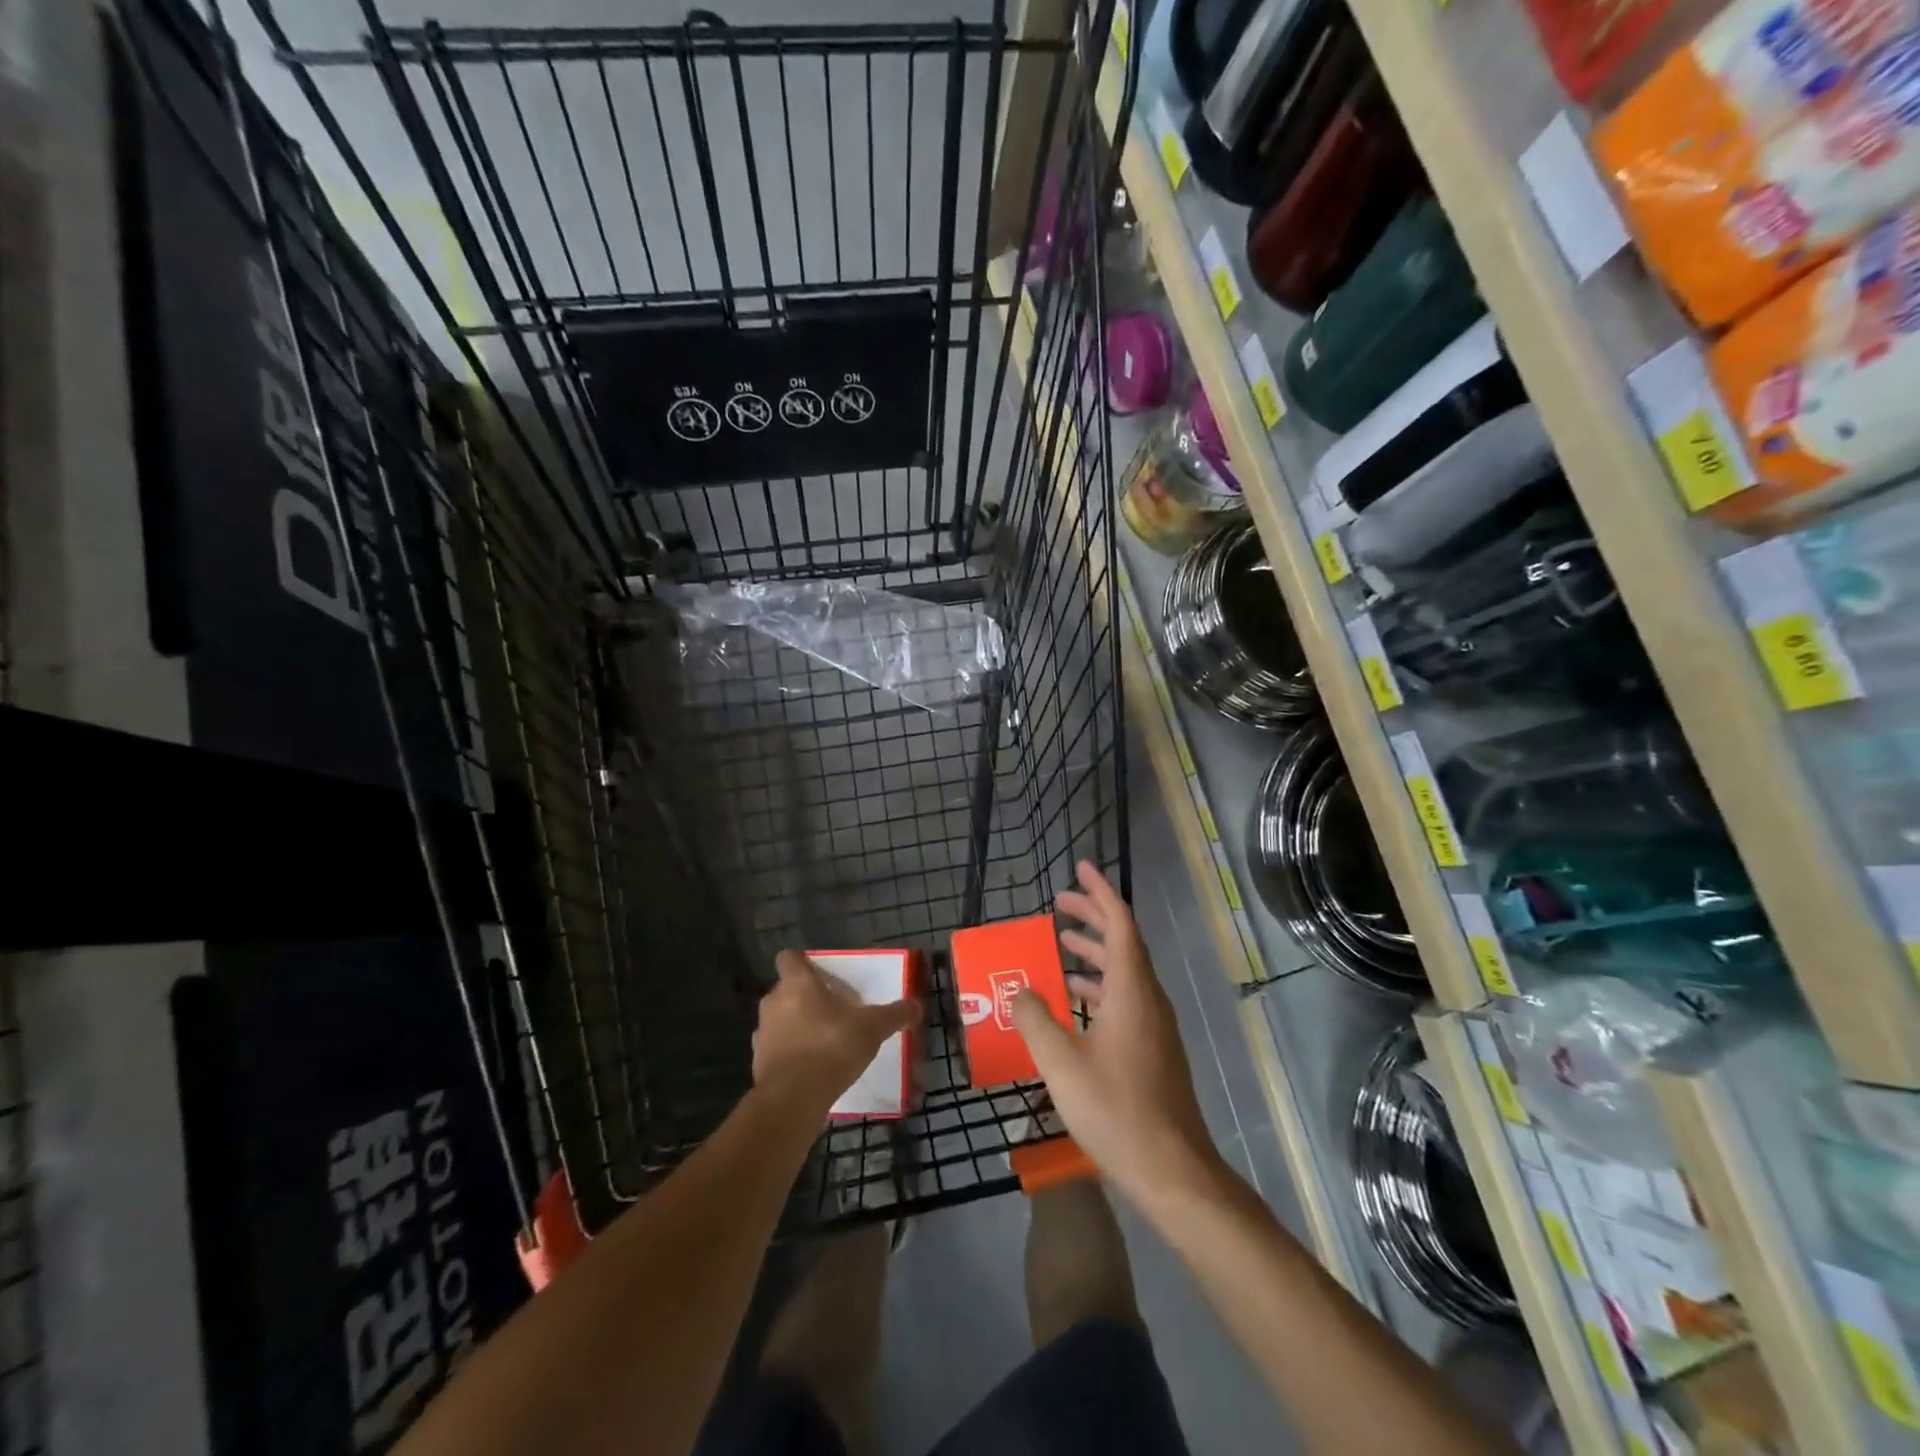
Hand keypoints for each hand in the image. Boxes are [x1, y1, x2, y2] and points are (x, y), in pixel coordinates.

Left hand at [753, 952, 919, 1121]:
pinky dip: (790, 1053)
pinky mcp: (758, 1062)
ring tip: (822, 1040)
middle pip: (785, 989)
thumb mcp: (872, 1028)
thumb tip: (916, 1005)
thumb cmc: (831, 1047)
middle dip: (804, 996)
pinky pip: (776, 1048)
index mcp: (797, 983)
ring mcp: (762, 1033)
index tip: (818, 972)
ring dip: (795, 1025)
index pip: (789, 957)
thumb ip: (894, 1014)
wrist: (793, 1099)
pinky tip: (811, 1067)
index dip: (802, 961)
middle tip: (830, 1009)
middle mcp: (774, 1002)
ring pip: (779, 1019)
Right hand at [1011, 862, 1220, 1203]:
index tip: (1080, 869)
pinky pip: (1125, 996)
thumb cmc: (1116, 1110)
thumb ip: (1035, 1020)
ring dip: (1095, 951)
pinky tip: (1075, 1000)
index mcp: (1132, 991)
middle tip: (1060, 902)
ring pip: (1124, 971)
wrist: (1173, 1170)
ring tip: (1061, 943)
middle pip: (1123, 941)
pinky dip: (1099, 984)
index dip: (1099, 893)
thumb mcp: (1062, 1064)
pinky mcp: (1153, 1048)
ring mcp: (1154, 1025)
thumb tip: (1018, 990)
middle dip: (1093, 916)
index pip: (1120, 923)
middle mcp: (1148, 999)